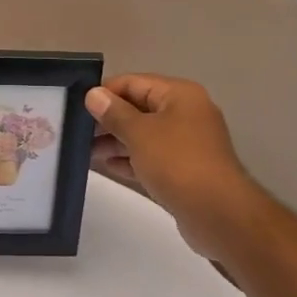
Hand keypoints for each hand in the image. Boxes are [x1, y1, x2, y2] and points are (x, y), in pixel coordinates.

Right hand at [85, 75, 260, 257]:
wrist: (218, 213)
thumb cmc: (177, 163)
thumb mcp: (140, 133)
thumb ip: (114, 113)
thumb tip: (93, 94)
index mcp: (179, 95)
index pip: (134, 82)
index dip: (105, 92)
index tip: (77, 105)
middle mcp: (186, 113)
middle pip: (139, 108)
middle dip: (109, 119)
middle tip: (77, 131)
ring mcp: (187, 143)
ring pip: (145, 135)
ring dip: (116, 141)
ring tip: (85, 152)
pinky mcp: (185, 170)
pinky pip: (152, 157)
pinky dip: (131, 159)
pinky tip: (107, 166)